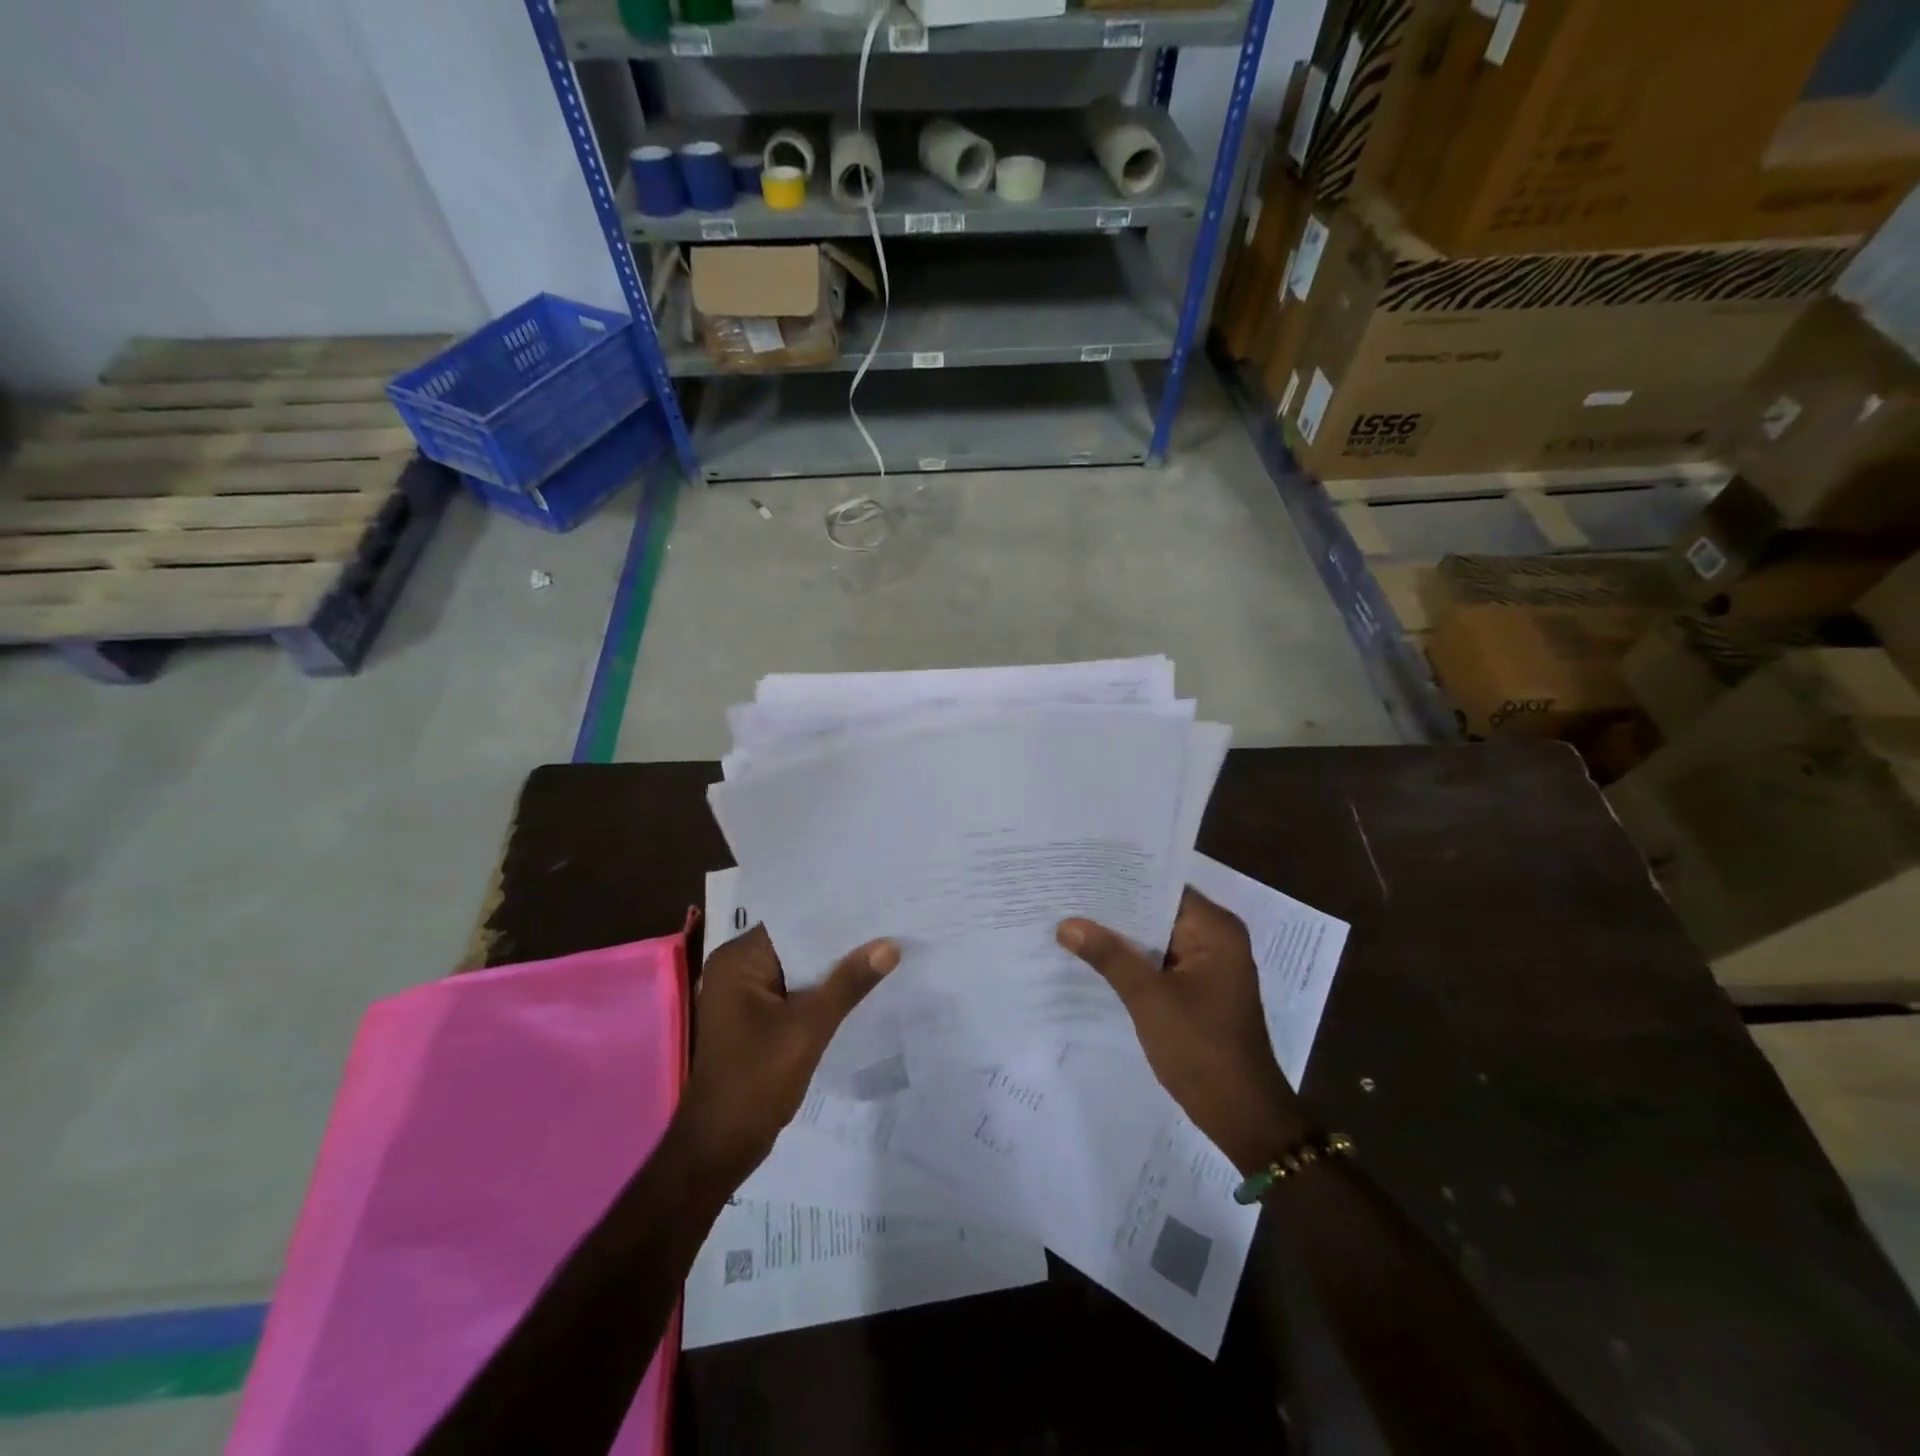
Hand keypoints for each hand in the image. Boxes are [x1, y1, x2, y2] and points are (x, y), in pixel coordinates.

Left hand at [676, 926, 898, 1187]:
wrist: (722, 1147)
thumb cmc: (756, 1080)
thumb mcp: (808, 1028)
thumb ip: (848, 983)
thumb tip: (890, 945)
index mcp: (737, 960)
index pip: (793, 921)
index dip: (834, 914)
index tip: (876, 903)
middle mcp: (737, 969)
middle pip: (797, 944)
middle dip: (839, 941)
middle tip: (888, 924)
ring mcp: (746, 995)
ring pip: (799, 968)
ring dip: (833, 967)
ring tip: (883, 948)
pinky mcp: (757, 1018)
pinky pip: (795, 990)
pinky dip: (822, 989)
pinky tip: (860, 986)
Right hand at [1059, 889, 1308, 1174]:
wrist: (1242, 1116)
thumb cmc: (1201, 1048)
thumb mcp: (1149, 998)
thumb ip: (1109, 956)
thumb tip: (1066, 924)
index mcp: (1215, 929)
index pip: (1162, 887)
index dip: (1122, 880)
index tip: (1081, 872)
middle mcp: (1216, 939)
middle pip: (1158, 912)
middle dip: (1115, 910)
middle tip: (1066, 895)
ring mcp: (1209, 967)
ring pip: (1157, 939)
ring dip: (1122, 937)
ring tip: (1071, 921)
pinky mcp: (1199, 991)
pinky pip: (1161, 963)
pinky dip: (1133, 961)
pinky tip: (1094, 959)